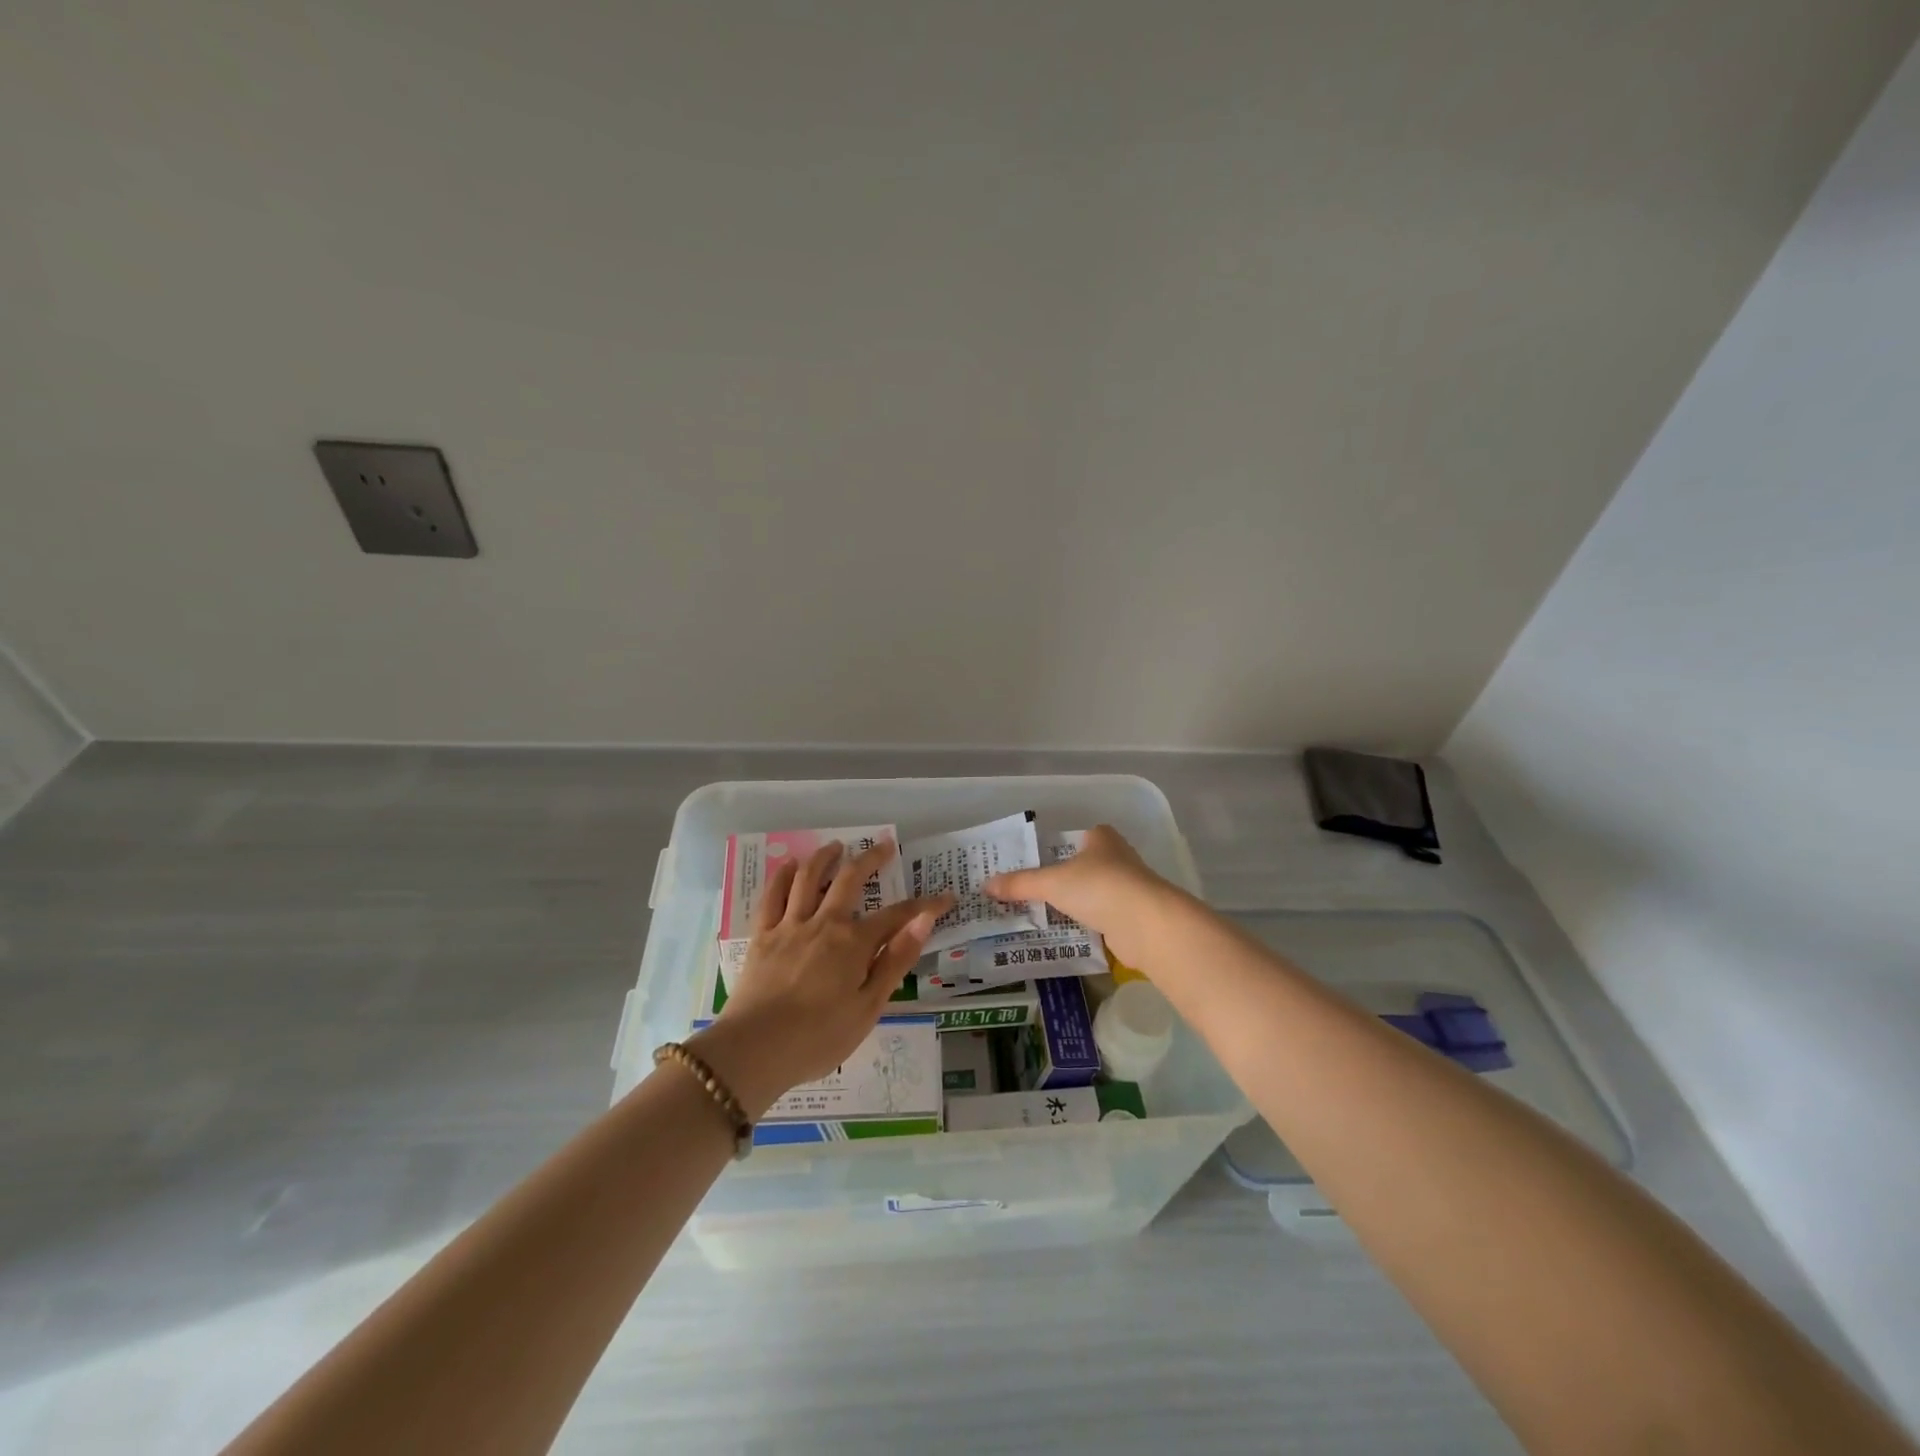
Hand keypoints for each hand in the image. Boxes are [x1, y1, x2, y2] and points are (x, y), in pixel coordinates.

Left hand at [690, 839, 952, 1117]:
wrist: (754, 1050)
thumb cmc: (819, 1038)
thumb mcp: (869, 1007)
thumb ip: (895, 960)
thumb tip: (923, 920)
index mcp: (854, 943)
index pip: (897, 916)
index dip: (924, 905)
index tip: (945, 897)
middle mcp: (824, 923)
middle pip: (850, 880)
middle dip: (871, 858)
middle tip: (885, 845)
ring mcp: (790, 926)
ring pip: (808, 878)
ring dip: (825, 857)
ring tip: (836, 845)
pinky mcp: (762, 935)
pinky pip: (772, 896)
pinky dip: (782, 875)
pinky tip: (789, 866)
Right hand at [983, 824, 1178, 966]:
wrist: (1146, 924)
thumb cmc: (1098, 887)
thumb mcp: (1051, 882)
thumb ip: (1020, 884)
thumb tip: (986, 885)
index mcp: (1102, 839)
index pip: (1079, 837)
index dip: (1061, 847)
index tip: (1039, 862)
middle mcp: (1119, 858)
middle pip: (1086, 866)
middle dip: (1065, 878)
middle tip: (1033, 891)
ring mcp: (1129, 889)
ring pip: (1095, 893)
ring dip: (1076, 903)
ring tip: (1044, 915)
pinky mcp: (1133, 917)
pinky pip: (1103, 917)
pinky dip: (1088, 924)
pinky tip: (1067, 934)